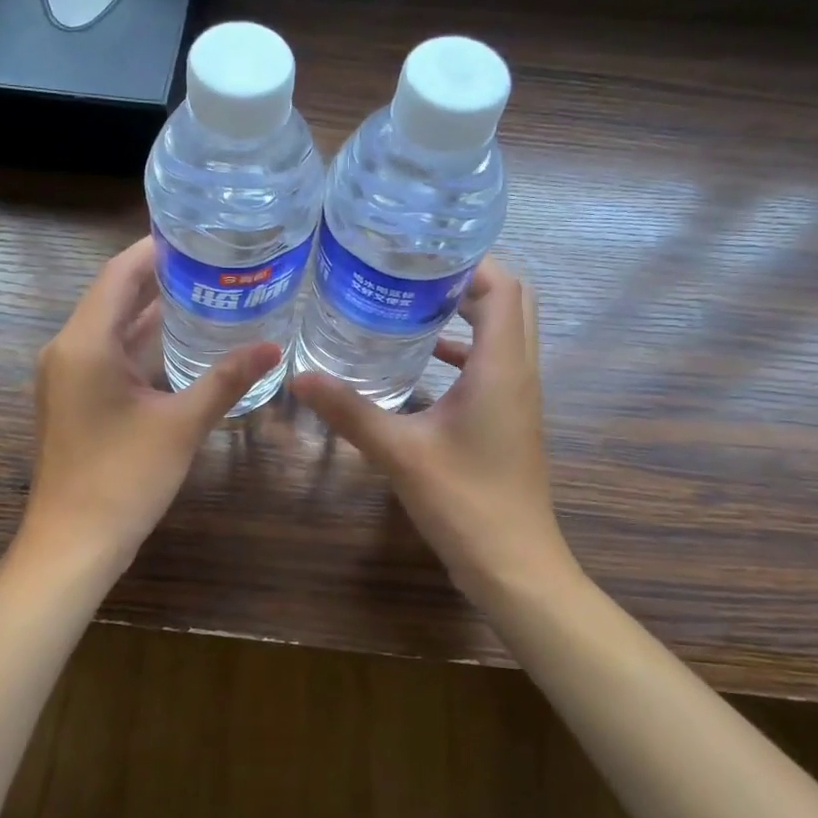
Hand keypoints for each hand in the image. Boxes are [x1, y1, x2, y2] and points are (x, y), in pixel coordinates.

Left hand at [22, 237, 280, 570]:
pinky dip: (141, 342)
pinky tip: (180, 340)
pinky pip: (108, 353)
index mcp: (85, 342)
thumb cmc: (124, 479)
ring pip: (112, 326)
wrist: (73, 544)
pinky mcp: (74, 398)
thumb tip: (273, 346)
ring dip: (152, 310)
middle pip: (114, 295)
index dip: (156, 249)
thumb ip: (226, 379)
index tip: (198, 234)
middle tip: (213, 260)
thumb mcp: (181, 424)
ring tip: (205, 290)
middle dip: (161, 277)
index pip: (119, 273)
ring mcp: (68, 375)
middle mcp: (68, 349)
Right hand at [290, 257, 570, 592]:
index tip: (418, 252)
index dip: (467, 261)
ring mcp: (518, 397)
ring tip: (410, 302)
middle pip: (511, 301)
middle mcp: (518, 372)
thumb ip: (350, 411)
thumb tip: (299, 376)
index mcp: (501, 366)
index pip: (502, 287)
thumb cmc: (464, 502)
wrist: (514, 566)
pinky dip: (464, 349)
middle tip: (412, 272)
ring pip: (504, 332)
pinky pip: (493, 364)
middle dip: (467, 279)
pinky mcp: (509, 419)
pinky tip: (421, 360)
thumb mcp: (399, 452)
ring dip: (468, 312)